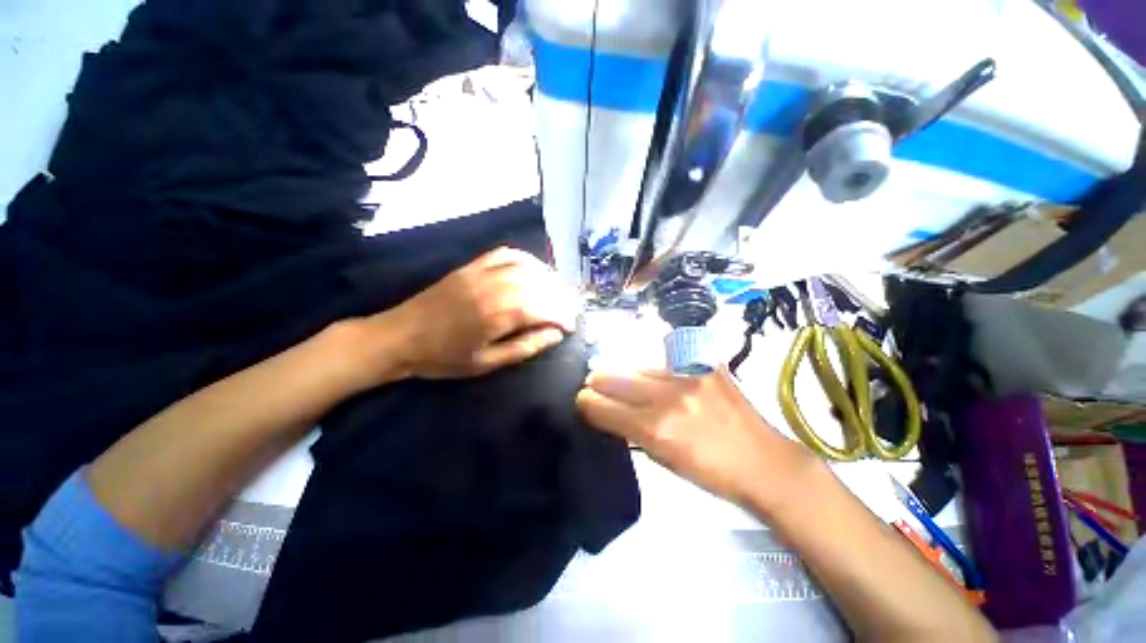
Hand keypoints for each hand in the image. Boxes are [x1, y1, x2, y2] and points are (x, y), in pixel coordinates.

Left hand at [371, 247, 579, 379]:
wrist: (399, 337)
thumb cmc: (443, 358)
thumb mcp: (486, 364)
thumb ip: (524, 347)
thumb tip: (555, 336)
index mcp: (494, 316)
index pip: (541, 308)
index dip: (562, 316)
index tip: (571, 327)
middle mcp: (491, 288)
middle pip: (538, 285)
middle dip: (561, 298)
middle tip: (570, 310)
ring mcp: (480, 273)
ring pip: (526, 267)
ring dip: (549, 278)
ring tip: (559, 292)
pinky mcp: (471, 266)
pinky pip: (506, 254)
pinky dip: (526, 259)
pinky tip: (536, 270)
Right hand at [576, 368, 816, 509]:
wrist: (764, 462)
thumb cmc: (710, 472)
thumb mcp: (663, 460)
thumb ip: (632, 431)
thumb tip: (608, 410)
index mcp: (655, 429)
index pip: (603, 407)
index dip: (586, 403)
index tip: (581, 400)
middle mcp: (667, 397)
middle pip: (614, 378)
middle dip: (597, 382)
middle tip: (592, 383)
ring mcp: (688, 375)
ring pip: (637, 365)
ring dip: (625, 373)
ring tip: (622, 377)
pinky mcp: (705, 364)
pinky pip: (666, 359)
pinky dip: (654, 368)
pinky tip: (655, 374)